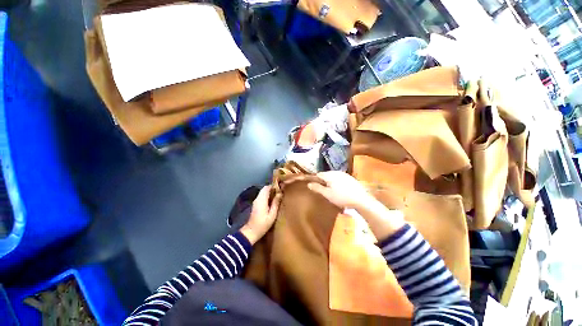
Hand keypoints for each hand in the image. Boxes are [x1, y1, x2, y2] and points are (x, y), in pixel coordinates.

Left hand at [240, 186, 281, 244]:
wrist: (251, 231)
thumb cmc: (263, 224)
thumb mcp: (272, 214)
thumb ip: (276, 203)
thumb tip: (280, 194)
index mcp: (262, 199)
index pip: (267, 187)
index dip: (274, 186)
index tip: (281, 187)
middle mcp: (258, 198)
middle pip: (265, 189)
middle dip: (272, 189)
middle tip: (280, 191)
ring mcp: (256, 201)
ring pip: (263, 192)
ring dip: (270, 192)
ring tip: (278, 195)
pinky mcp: (256, 204)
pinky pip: (262, 196)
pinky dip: (267, 196)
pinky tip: (272, 200)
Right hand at [307, 171, 374, 209]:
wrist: (361, 199)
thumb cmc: (342, 197)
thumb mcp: (327, 194)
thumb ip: (318, 188)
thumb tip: (309, 184)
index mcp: (330, 175)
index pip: (318, 174)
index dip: (314, 179)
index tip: (313, 185)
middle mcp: (336, 172)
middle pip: (326, 174)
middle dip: (322, 180)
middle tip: (321, 189)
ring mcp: (344, 174)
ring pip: (333, 176)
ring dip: (329, 181)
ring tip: (329, 190)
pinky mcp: (350, 178)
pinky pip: (339, 178)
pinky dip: (336, 182)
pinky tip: (339, 189)